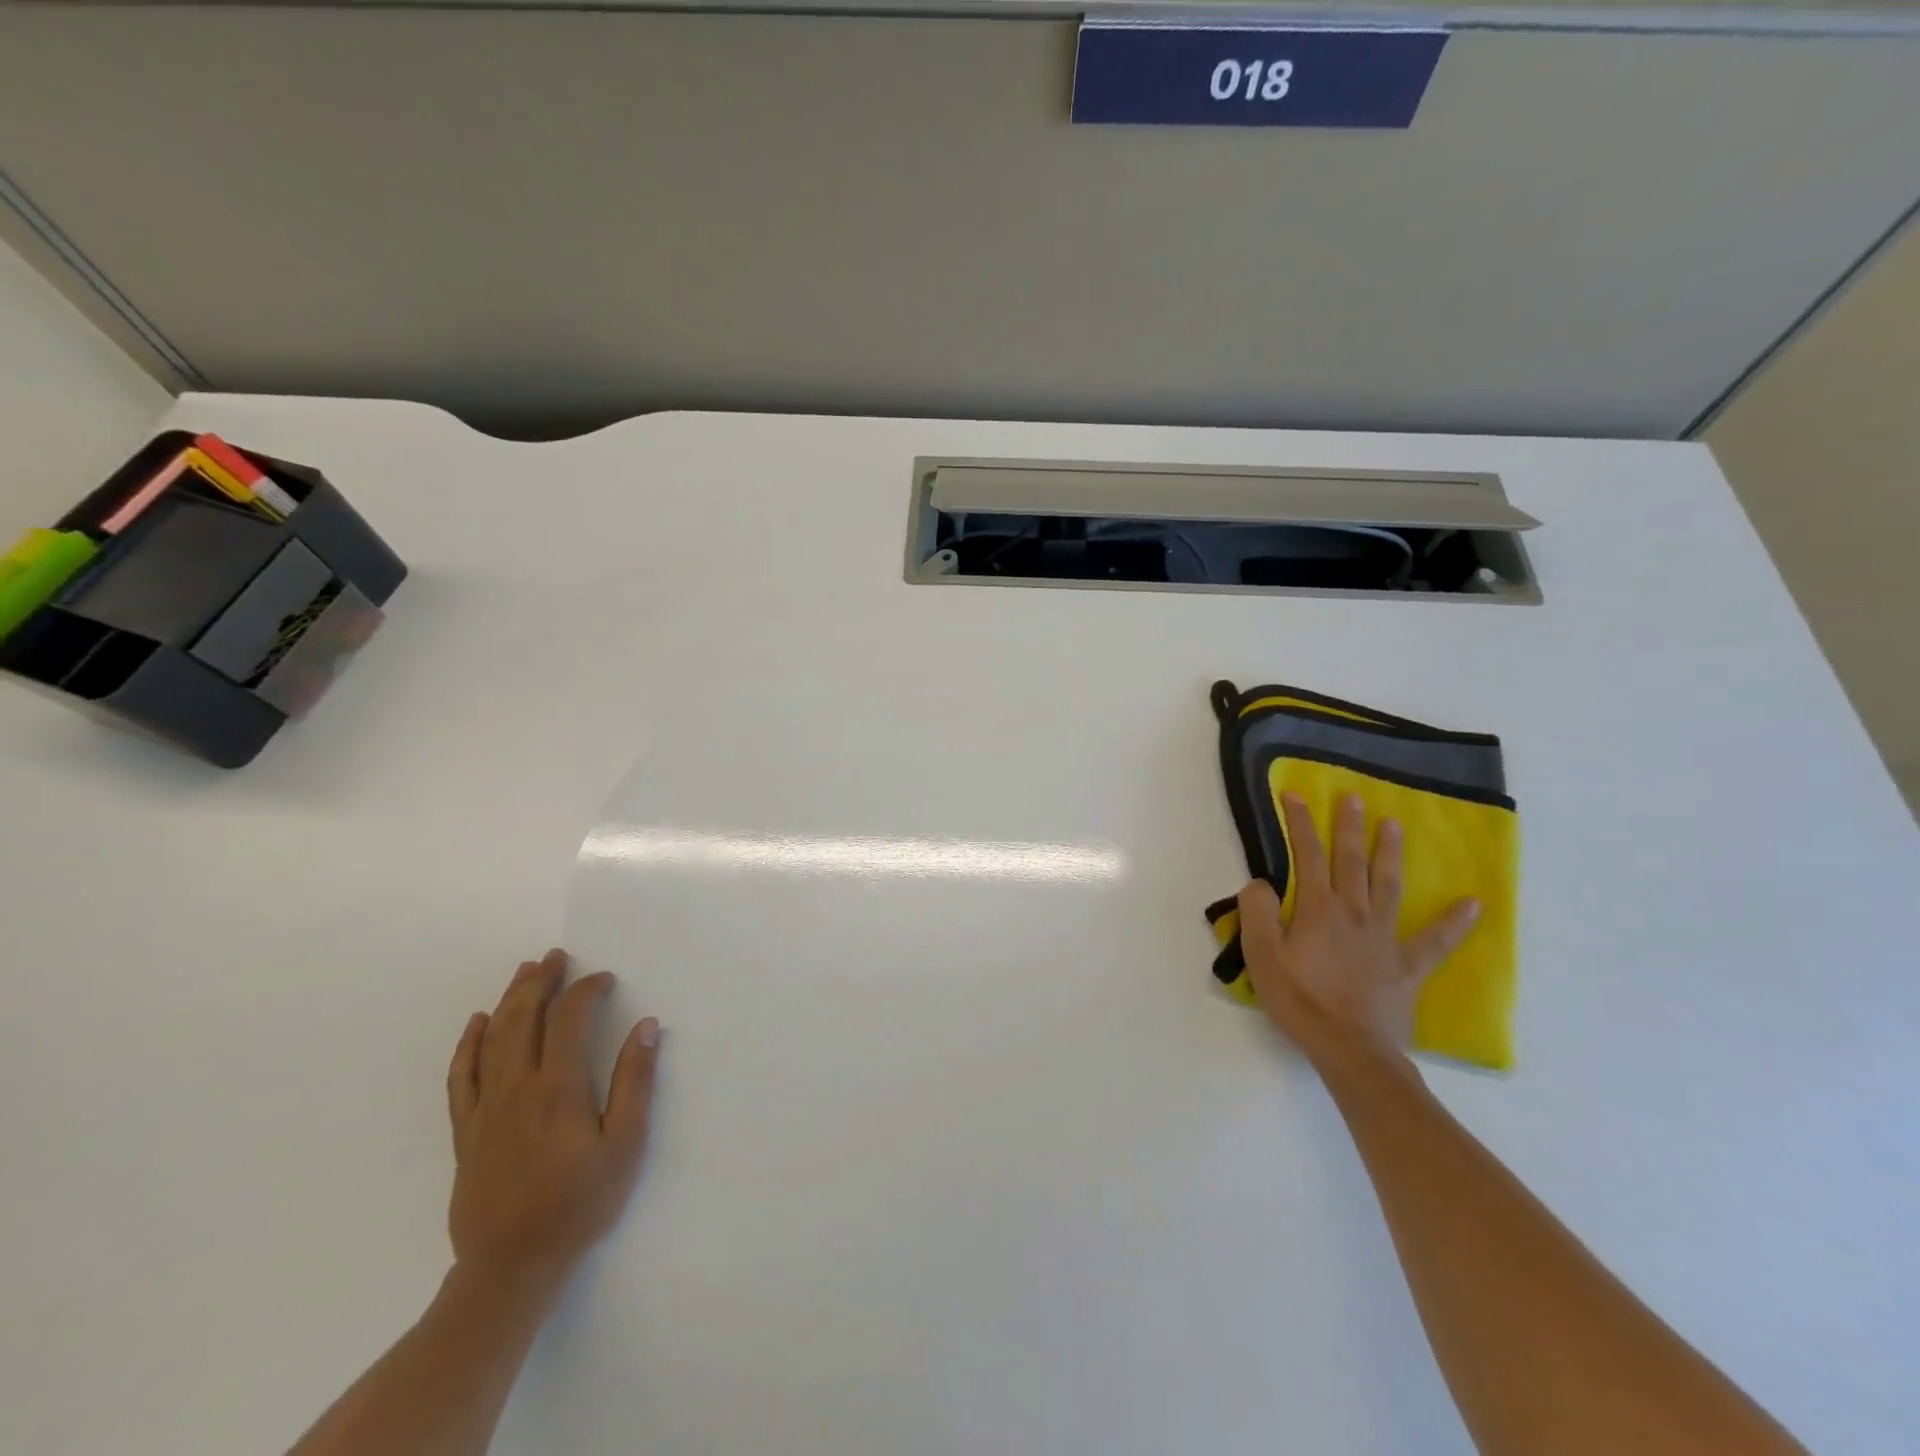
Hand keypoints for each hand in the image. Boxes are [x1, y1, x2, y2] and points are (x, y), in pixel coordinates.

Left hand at [445, 949, 660, 1297]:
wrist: (512, 1267)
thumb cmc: (580, 1204)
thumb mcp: (625, 1145)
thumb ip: (635, 1081)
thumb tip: (646, 1025)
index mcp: (558, 1089)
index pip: (570, 1020)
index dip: (587, 991)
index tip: (605, 979)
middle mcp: (516, 1089)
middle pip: (525, 1019)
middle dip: (541, 982)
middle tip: (555, 956)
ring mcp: (485, 1109)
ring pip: (493, 1039)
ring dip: (509, 1000)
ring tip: (524, 972)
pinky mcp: (466, 1132)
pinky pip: (461, 1077)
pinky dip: (468, 1044)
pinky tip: (477, 1023)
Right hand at [1239, 792, 1480, 1070]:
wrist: (1351, 1052)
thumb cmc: (1300, 1002)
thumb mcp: (1262, 957)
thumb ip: (1258, 914)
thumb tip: (1260, 882)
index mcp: (1319, 910)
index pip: (1308, 856)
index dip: (1300, 824)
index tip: (1296, 794)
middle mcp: (1355, 913)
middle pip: (1351, 861)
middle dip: (1349, 827)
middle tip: (1353, 797)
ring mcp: (1385, 939)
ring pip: (1389, 886)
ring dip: (1389, 853)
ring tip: (1394, 825)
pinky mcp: (1407, 967)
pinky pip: (1435, 941)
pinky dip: (1454, 922)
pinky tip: (1473, 904)